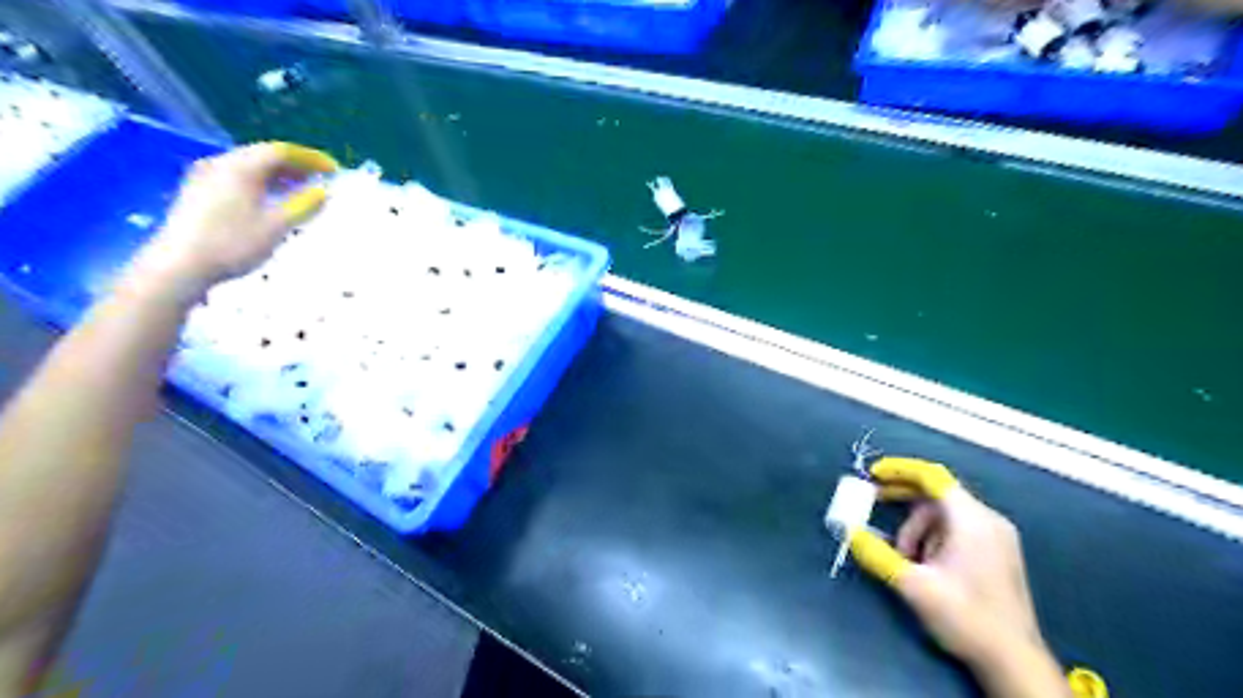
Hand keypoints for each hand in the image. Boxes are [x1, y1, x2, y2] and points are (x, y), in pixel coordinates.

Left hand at [133, 139, 336, 296]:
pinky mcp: (199, 192)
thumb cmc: (233, 244)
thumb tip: (323, 191)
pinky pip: (237, 178)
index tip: (333, 169)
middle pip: (263, 155)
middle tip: (319, 178)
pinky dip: (261, 184)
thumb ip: (303, 206)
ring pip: (249, 167)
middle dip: (294, 165)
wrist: (180, 264)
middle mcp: (221, 164)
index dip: (310, 158)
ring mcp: (206, 177)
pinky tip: (271, 200)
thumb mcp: (277, 226)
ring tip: (301, 189)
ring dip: (278, 175)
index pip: (281, 151)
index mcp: (241, 168)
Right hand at [846, 457, 1079, 697]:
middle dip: (903, 500)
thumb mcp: (914, 586)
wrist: (1015, 663)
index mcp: (972, 520)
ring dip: (918, 528)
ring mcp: (997, 537)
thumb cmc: (966, 617)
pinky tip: (925, 565)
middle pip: (937, 494)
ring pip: (944, 515)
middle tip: (873, 503)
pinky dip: (934, 538)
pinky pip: (957, 529)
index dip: (899, 470)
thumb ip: (878, 555)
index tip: (872, 474)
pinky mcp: (997, 553)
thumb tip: (849, 532)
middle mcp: (988, 520)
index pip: (932, 477)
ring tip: (905, 558)